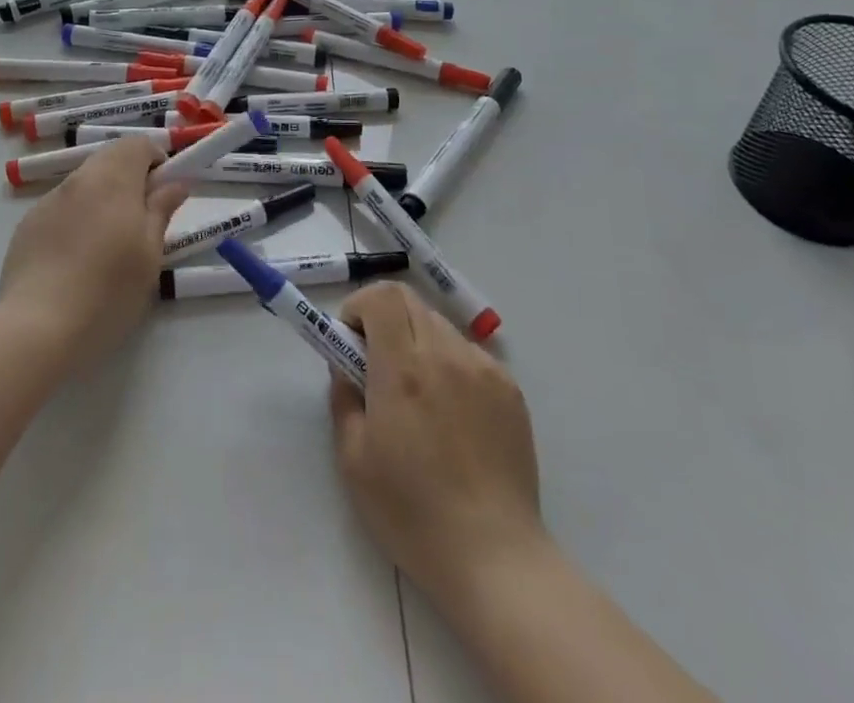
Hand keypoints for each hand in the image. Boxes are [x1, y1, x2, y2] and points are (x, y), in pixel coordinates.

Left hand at [0, 137, 189, 369]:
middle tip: (140, 220)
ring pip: (84, 184)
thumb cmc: (108, 291)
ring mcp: (48, 201)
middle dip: (129, 178)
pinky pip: (61, 207)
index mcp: (113, 179)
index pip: (137, 144)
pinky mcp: (27, 225)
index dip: (155, 160)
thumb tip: (175, 183)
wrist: (37, 328)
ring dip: (102, 198)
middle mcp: (79, 180)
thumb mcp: (149, 254)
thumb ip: (161, 211)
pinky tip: (75, 259)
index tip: (163, 192)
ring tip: (107, 245)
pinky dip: (76, 218)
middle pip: (109, 159)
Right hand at [330, 282, 545, 605]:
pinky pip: (469, 353)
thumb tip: (345, 365)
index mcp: (402, 369)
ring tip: (416, 392)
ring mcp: (483, 368)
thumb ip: (344, 397)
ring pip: (440, 325)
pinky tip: (450, 413)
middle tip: (376, 362)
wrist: (493, 557)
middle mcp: (445, 355)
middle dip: (384, 318)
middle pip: (409, 301)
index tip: (350, 339)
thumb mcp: (353, 459)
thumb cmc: (411, 512)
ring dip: (417, 339)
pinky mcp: (509, 388)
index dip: (359, 306)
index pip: (382, 296)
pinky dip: (449, 363)